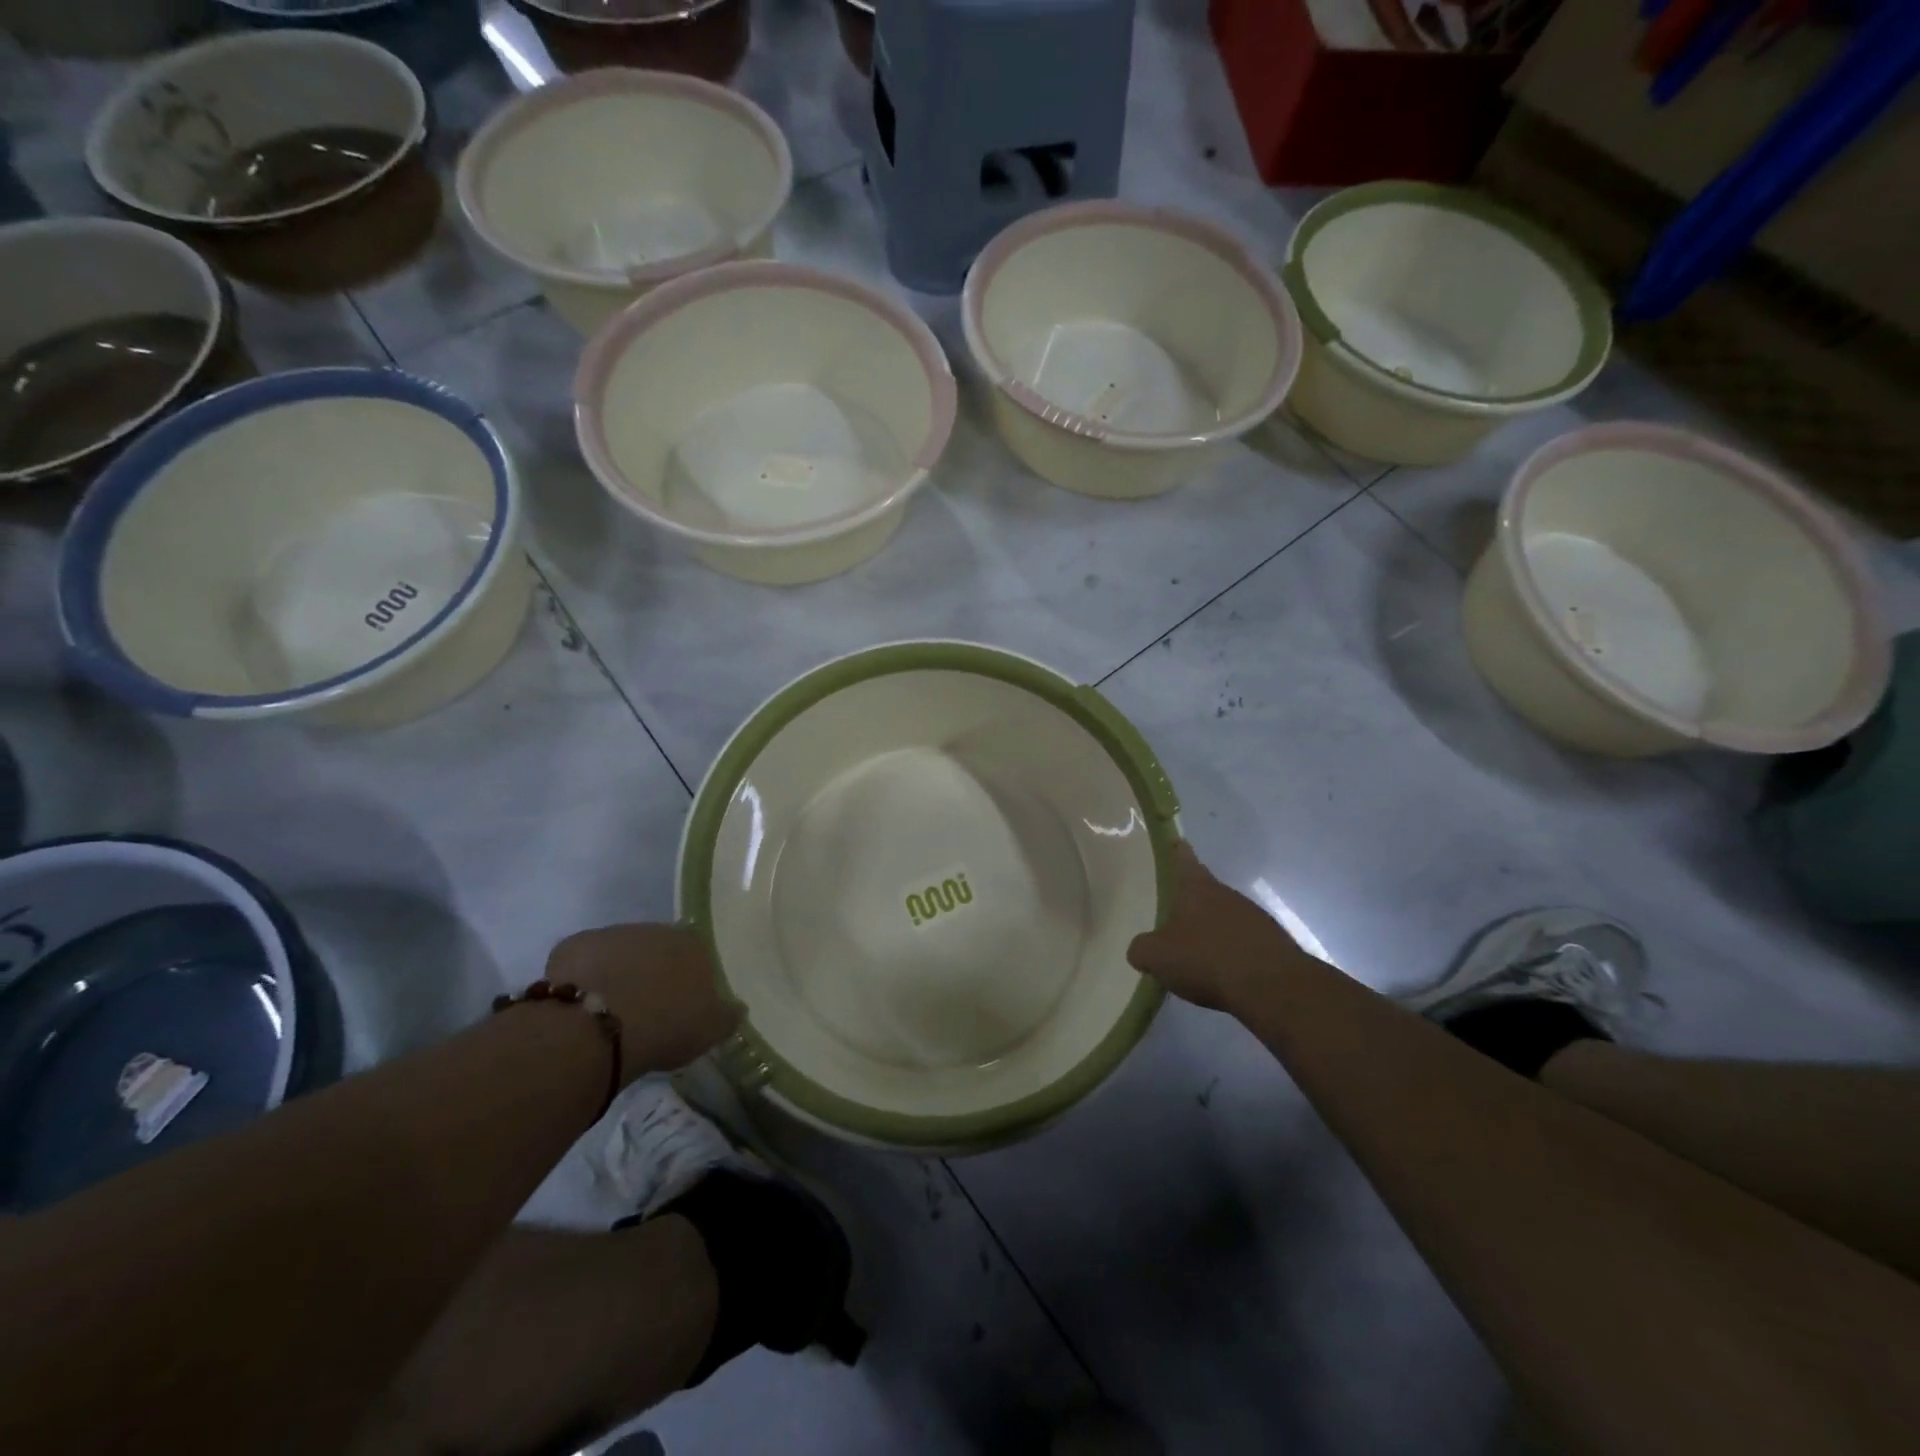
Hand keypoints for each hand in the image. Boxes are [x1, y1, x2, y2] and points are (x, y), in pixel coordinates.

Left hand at [546, 923, 741, 1076]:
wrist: (597, 1027)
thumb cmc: (665, 1025)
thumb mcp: (710, 1030)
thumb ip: (727, 1015)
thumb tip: (737, 1007)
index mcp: (694, 944)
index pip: (698, 954)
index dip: (689, 978)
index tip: (681, 1003)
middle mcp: (656, 930)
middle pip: (658, 949)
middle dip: (652, 972)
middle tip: (646, 1007)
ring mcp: (612, 934)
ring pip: (619, 952)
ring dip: (618, 973)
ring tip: (610, 1011)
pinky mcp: (573, 945)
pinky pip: (582, 962)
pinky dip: (583, 978)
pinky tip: (578, 1007)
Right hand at [1128, 843, 1308, 1011]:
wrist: (1272, 988)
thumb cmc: (1206, 959)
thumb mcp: (1157, 957)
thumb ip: (1142, 948)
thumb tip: (1140, 948)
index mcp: (1197, 888)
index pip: (1183, 859)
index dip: (1176, 851)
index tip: (1175, 842)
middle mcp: (1227, 894)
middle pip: (1205, 890)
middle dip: (1191, 902)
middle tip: (1174, 916)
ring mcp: (1254, 917)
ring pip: (1226, 917)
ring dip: (1213, 929)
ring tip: (1197, 953)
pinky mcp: (1273, 943)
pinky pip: (1245, 942)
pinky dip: (1232, 952)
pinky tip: (1223, 974)